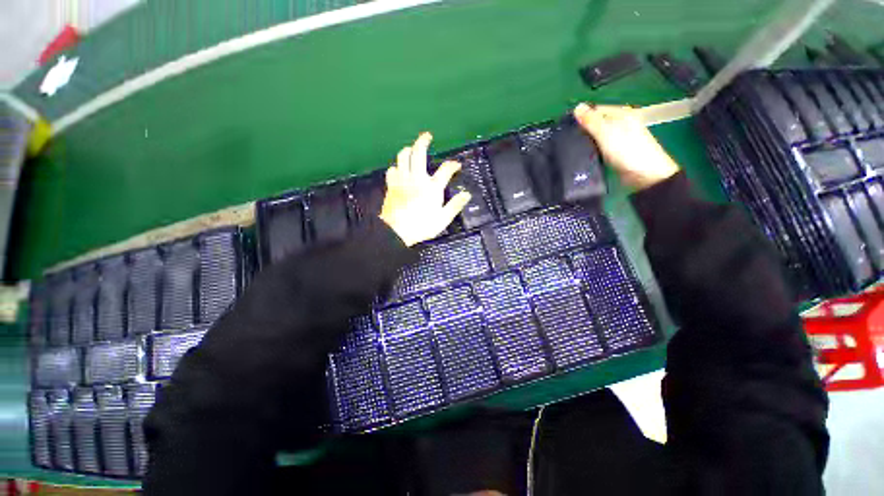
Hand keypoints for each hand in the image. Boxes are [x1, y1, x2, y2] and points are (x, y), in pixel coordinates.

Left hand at [379, 132, 471, 246]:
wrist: (396, 232)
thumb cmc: (422, 226)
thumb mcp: (443, 219)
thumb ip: (455, 205)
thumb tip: (467, 194)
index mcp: (432, 187)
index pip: (445, 170)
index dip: (453, 165)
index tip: (456, 165)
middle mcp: (417, 178)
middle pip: (419, 153)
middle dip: (423, 141)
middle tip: (427, 136)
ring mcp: (402, 180)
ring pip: (402, 157)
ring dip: (408, 150)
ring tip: (411, 149)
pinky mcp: (392, 185)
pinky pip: (392, 169)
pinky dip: (396, 167)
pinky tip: (398, 170)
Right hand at [573, 103, 679, 190]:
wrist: (645, 175)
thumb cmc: (626, 150)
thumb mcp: (606, 133)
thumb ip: (591, 121)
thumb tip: (577, 107)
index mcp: (621, 113)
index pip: (596, 110)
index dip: (581, 117)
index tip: (567, 128)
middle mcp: (622, 123)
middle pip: (597, 122)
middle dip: (583, 130)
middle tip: (568, 140)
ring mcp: (620, 138)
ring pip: (598, 135)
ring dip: (587, 140)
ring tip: (574, 148)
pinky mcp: (617, 151)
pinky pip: (600, 146)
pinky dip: (593, 149)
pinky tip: (585, 155)